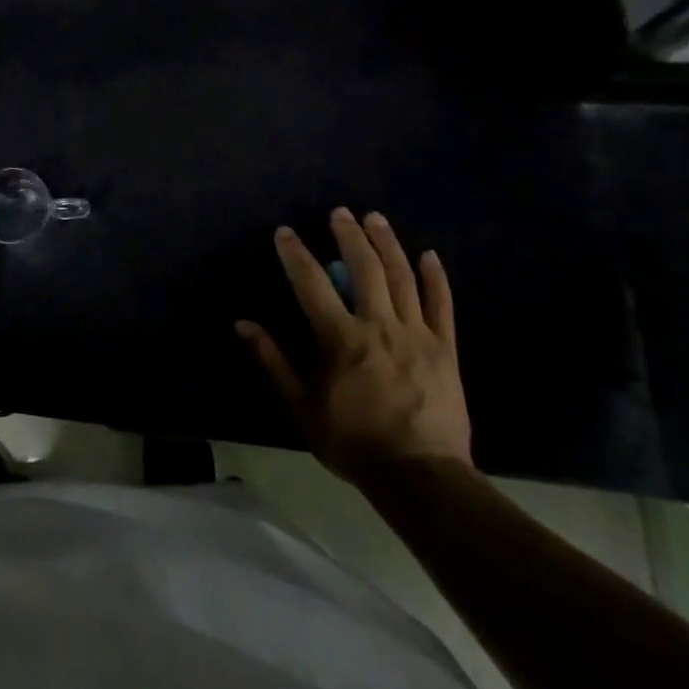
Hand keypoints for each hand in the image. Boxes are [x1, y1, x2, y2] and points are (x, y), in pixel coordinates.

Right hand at [236, 208, 471, 486]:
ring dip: (387, 244)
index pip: (311, 283)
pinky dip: (435, 278)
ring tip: (376, 219)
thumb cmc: (352, 440)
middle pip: (364, 269)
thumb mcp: (299, 405)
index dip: (295, 254)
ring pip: (402, 278)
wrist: (419, 475)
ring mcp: (418, 335)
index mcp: (340, 338)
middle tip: (341, 212)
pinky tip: (428, 255)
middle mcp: (379, 326)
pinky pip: (442, 306)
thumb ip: (272, 360)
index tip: (285, 232)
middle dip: (350, 236)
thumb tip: (243, 324)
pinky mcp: (446, 349)